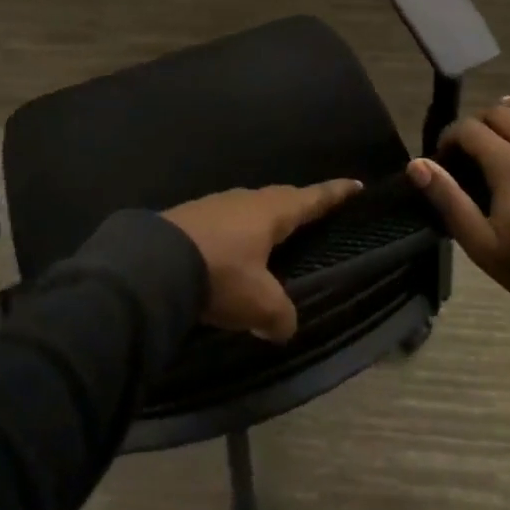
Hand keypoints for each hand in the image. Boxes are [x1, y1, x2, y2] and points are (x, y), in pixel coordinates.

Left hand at [162, 180, 362, 341]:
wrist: (154, 264)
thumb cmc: (221, 275)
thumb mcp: (259, 303)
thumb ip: (280, 315)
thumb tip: (284, 325)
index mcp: (271, 212)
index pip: (311, 199)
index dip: (334, 194)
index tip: (355, 184)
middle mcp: (245, 200)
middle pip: (280, 198)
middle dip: (298, 204)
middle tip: (312, 210)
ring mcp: (215, 204)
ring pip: (248, 208)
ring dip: (262, 219)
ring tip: (269, 234)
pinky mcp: (190, 217)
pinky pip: (223, 220)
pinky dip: (234, 232)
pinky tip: (228, 249)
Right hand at [407, 91, 509, 312]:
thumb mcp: (481, 244)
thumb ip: (448, 199)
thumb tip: (417, 163)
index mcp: (508, 164)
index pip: (469, 129)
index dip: (450, 136)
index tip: (445, 155)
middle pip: (501, 114)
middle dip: (480, 122)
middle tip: (473, 144)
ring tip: (506, 114)